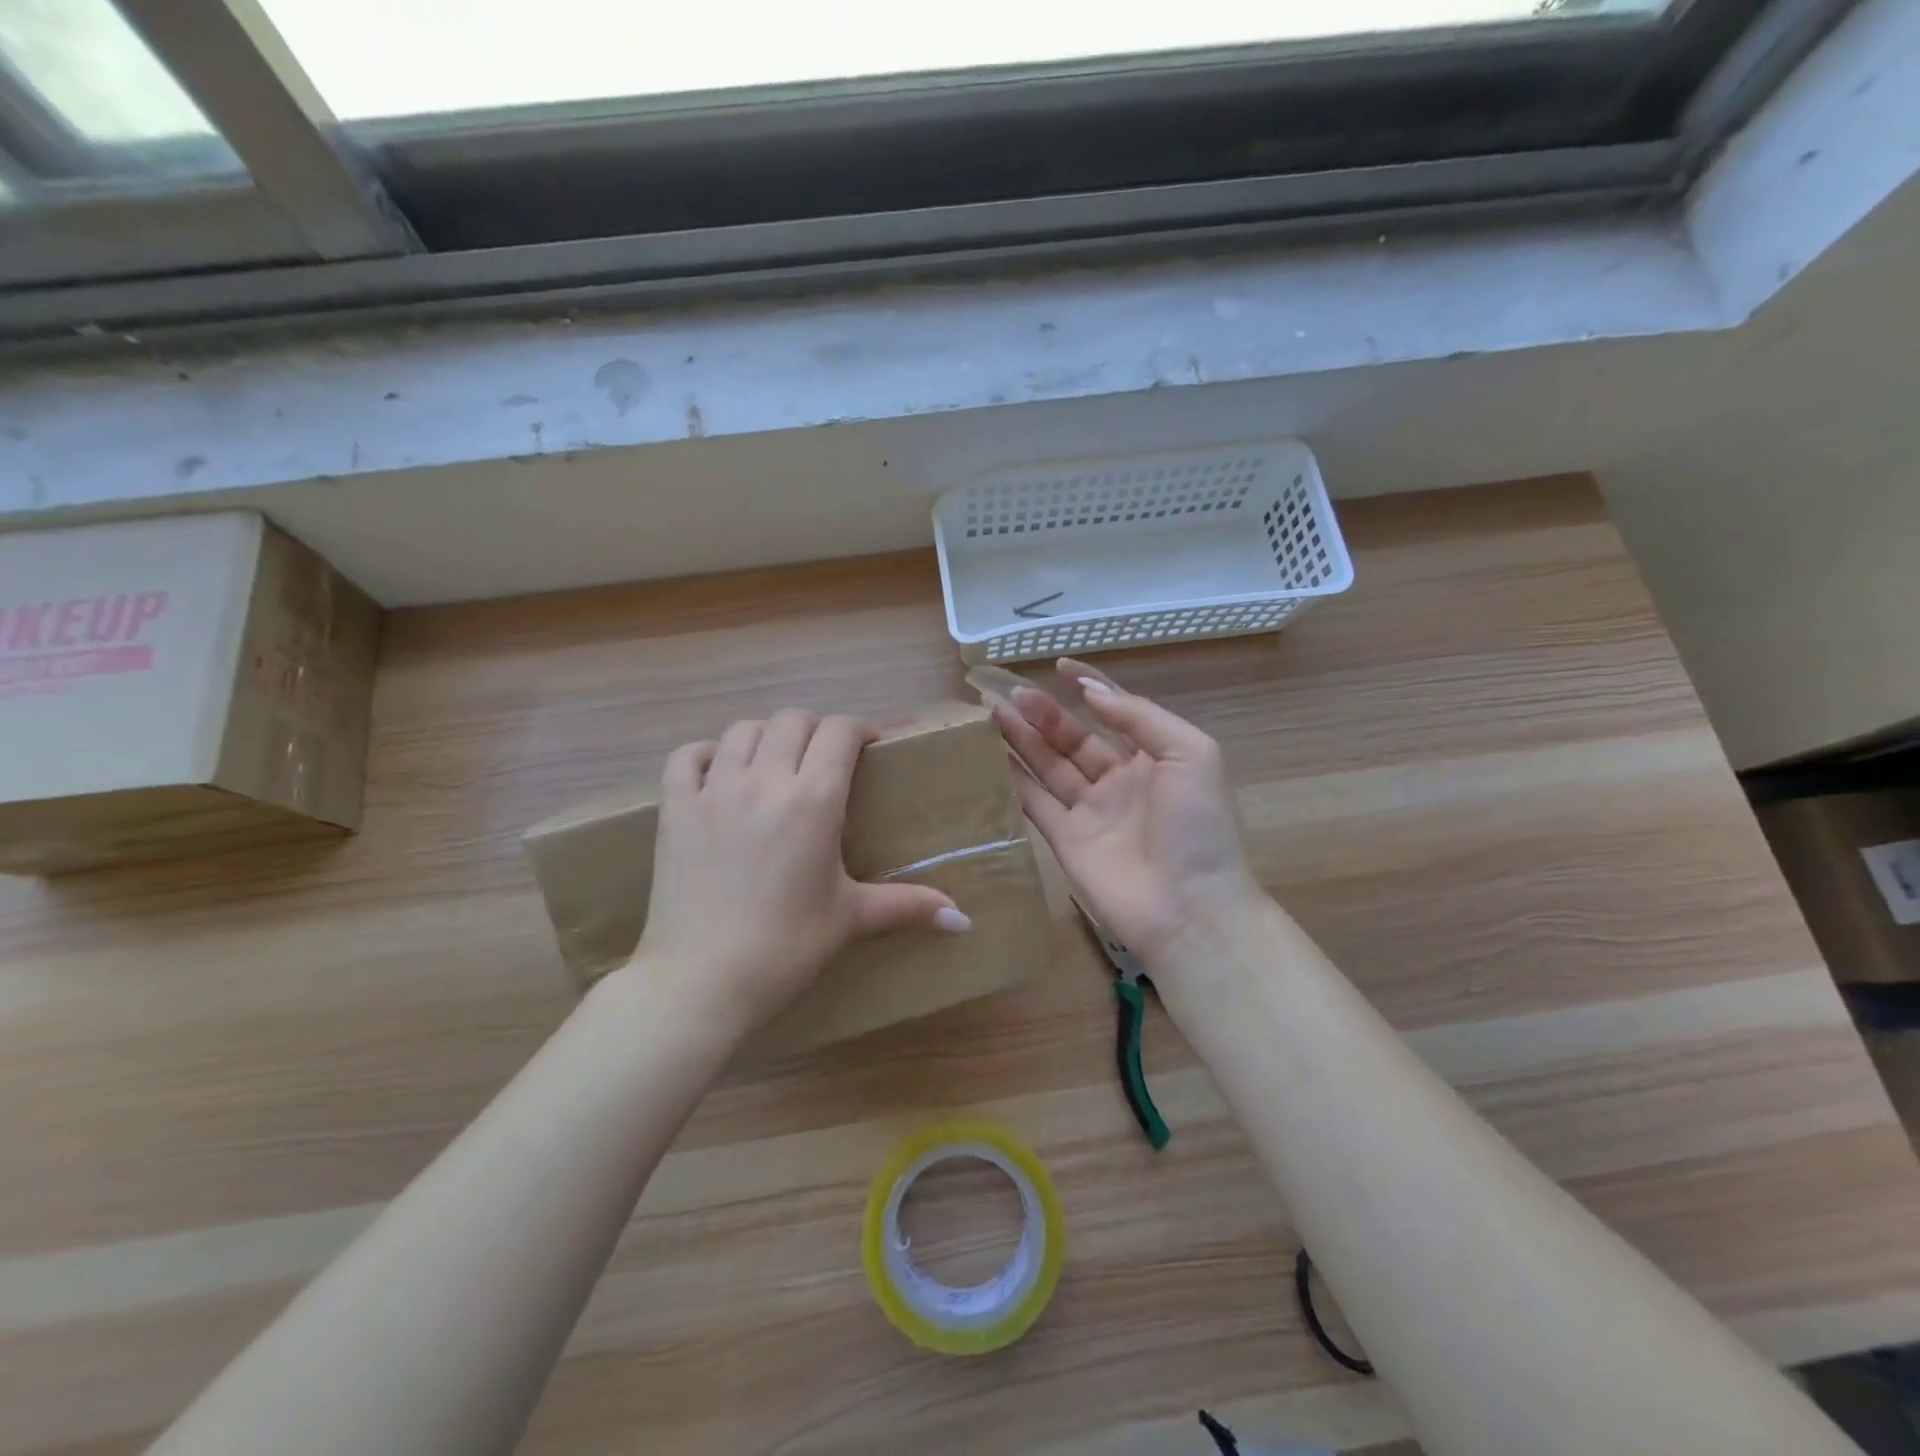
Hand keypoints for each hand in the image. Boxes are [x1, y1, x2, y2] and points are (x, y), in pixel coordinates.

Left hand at [631, 710, 970, 1037]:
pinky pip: (686, 757)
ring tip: (777, 763)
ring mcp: (713, 791)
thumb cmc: (786, 949)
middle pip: (792, 720)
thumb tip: (965, 922)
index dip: (860, 729)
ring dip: (766, 737)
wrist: (701, 983)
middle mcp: (763, 781)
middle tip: (826, 759)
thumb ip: (909, 907)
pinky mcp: (675, 810)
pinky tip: (719, 772)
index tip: (871, 747)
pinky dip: (705, 754)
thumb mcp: (851, 920)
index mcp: (813, 801)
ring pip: (742, 730)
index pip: (840, 731)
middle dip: (817, 729)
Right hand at [993, 658, 1262, 964]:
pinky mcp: (1066, 841)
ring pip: (1049, 766)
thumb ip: (1140, 717)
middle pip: (1073, 738)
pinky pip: (1035, 803)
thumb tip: (1090, 691)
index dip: (1088, 688)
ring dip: (1023, 740)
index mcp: (1153, 757)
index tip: (1059, 667)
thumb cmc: (1198, 825)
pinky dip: (1014, 780)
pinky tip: (992, 756)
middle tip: (1010, 693)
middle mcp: (1119, 780)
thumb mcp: (1190, 753)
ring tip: (992, 713)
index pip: (1115, 712)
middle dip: (1044, 714)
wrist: (1190, 909)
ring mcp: (1091, 812)